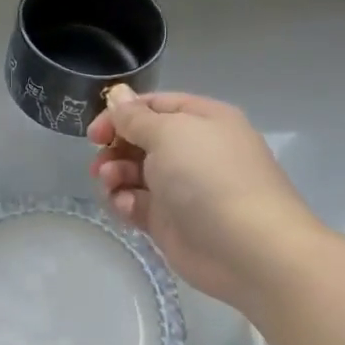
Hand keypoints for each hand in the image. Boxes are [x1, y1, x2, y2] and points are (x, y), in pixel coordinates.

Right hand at [88, 88, 326, 311]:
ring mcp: (182, 187)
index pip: (153, 106)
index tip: (95, 132)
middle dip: (115, 148)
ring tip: (112, 185)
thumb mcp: (168, 133)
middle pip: (140, 139)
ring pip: (133, 171)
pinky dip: (125, 202)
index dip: (121, 115)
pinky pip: (137, 203)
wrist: (249, 250)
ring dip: (115, 174)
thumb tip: (118, 94)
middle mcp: (193, 150)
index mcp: (201, 120)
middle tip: (100, 163)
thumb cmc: (209, 177)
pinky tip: (126, 208)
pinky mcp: (172, 220)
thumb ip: (134, 117)